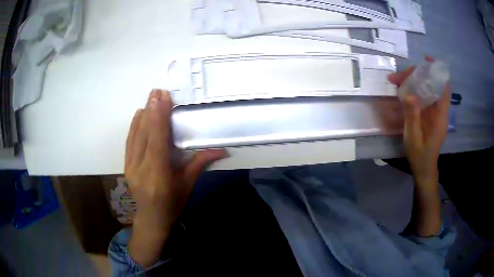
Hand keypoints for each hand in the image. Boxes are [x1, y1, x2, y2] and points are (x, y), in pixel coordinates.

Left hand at [125, 89, 225, 266]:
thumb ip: (200, 164)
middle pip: (144, 134)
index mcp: (158, 175)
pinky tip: (139, 114)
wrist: (151, 220)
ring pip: (135, 135)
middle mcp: (141, 169)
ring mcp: (130, 167)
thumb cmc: (173, 205)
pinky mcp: (126, 166)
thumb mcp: (187, 186)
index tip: (162, 98)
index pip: (157, 141)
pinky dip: (134, 125)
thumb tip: (221, 149)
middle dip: (152, 110)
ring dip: (143, 115)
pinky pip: (129, 142)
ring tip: (150, 97)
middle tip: (157, 91)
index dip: (159, 117)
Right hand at [388, 56, 450, 184]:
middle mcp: (439, 111)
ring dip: (413, 82)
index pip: (443, 88)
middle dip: (417, 76)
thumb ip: (412, 117)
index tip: (426, 60)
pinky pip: (422, 98)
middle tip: (398, 77)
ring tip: (397, 81)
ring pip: (426, 90)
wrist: (423, 169)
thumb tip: (408, 94)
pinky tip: (403, 91)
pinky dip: (413, 91)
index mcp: (440, 115)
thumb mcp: (413, 138)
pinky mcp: (428, 116)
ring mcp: (433, 113)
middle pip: (432, 85)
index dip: (437, 72)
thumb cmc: (420, 156)